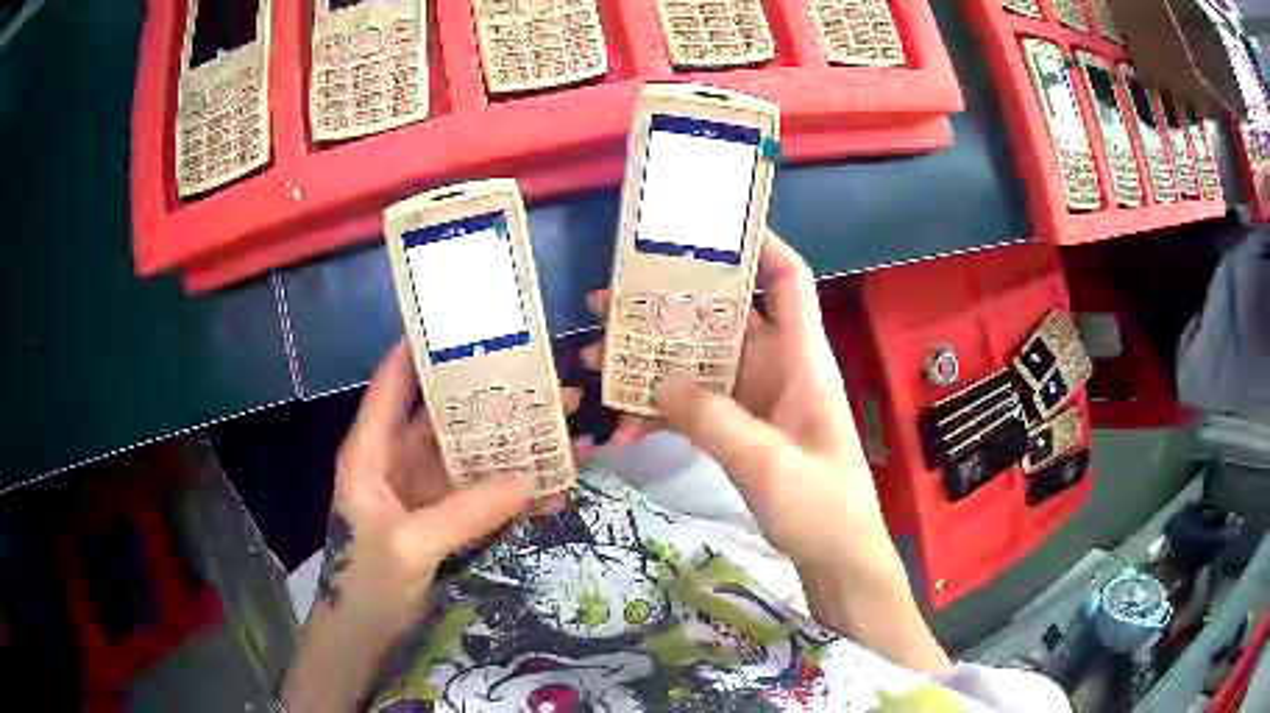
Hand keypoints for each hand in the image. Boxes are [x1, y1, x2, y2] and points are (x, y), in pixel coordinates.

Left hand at [284, 341, 587, 710]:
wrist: (367, 633)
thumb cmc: (367, 581)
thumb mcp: (410, 544)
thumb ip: (464, 511)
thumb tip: (529, 478)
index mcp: (372, 450)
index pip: (394, 381)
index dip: (425, 347)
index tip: (471, 321)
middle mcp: (399, 459)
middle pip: (448, 416)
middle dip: (494, 399)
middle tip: (549, 382)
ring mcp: (425, 490)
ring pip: (473, 455)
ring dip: (514, 445)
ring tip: (566, 429)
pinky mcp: (445, 517)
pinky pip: (483, 494)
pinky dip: (515, 490)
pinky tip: (554, 486)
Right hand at [583, 230, 887, 570]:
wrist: (836, 558)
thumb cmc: (822, 507)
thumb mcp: (769, 465)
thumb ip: (715, 420)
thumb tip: (660, 380)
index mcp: (801, 358)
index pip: (788, 279)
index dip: (759, 243)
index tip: (706, 227)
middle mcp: (776, 366)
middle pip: (724, 314)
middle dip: (669, 304)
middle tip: (609, 301)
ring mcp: (754, 398)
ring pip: (699, 360)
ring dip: (651, 359)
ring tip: (596, 359)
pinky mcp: (739, 428)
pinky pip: (693, 405)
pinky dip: (660, 412)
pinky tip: (621, 429)